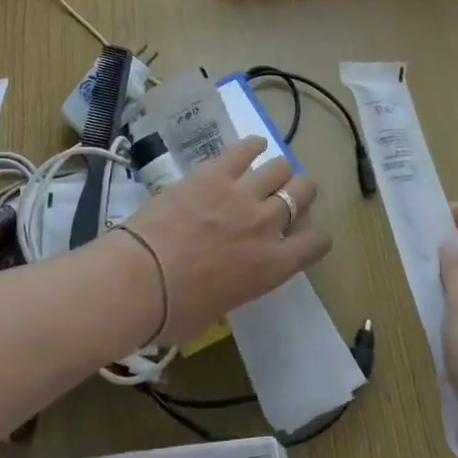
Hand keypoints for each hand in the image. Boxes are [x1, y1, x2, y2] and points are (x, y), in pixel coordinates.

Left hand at [121, 138, 328, 342]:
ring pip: (280, 167)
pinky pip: (244, 149)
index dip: (315, 237)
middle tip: (287, 195)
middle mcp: (267, 225)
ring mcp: (242, 194)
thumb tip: (225, 278)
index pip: (316, 243)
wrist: (141, 279)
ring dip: (278, 170)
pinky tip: (253, 146)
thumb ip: (236, 285)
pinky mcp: (214, 173)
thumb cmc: (176, 312)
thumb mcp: (219, 308)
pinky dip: (252, 145)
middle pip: (303, 192)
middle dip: (301, 192)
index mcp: (273, 267)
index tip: (304, 235)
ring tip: (268, 172)